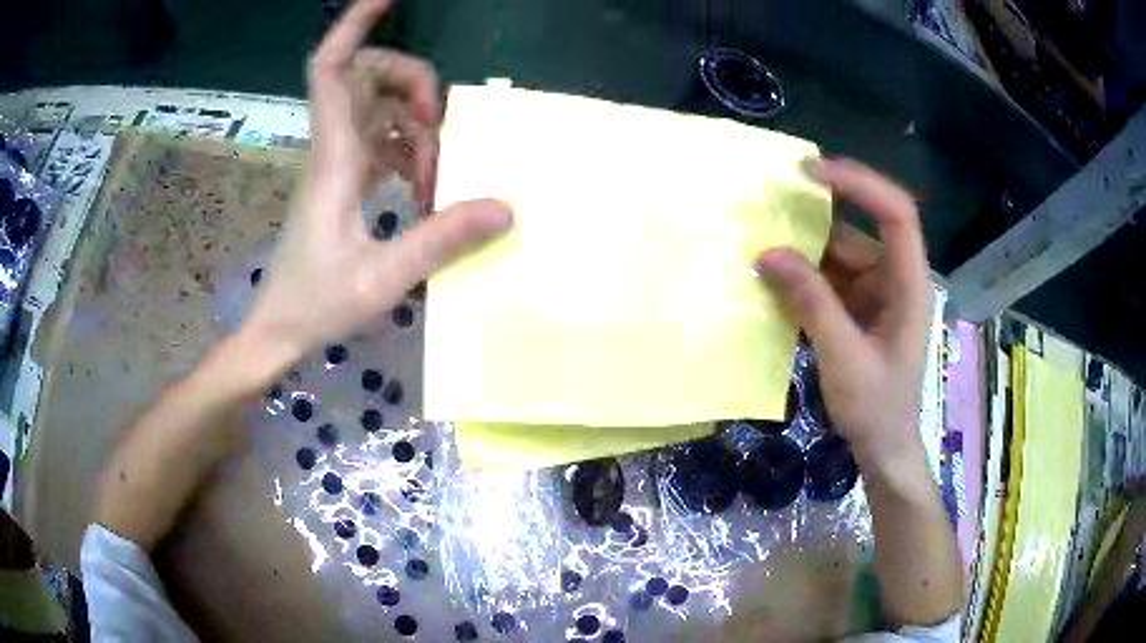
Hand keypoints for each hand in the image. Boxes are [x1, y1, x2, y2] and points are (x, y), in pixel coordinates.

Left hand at [243, 0, 511, 369]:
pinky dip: (406, 148)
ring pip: (373, 107)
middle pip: (362, 77)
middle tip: (438, 117)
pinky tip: (423, 183)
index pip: (331, 70)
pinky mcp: (341, 183)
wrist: (278, 330)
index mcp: (333, 159)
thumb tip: (504, 206)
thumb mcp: (382, 280)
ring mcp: (335, 165)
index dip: (353, 27)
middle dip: (407, 79)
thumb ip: (440, 241)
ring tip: (436, 174)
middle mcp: (332, 150)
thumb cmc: (316, 305)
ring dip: (412, 123)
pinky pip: (377, 140)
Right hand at [757, 158, 930, 471]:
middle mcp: (895, 278)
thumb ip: (811, 302)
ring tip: (758, 246)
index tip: (811, 173)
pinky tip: (771, 280)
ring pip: (838, 254)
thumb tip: (767, 254)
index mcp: (908, 284)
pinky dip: (801, 277)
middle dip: (815, 220)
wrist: (884, 448)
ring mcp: (876, 292)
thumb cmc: (876, 408)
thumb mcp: (843, 358)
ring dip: (802, 252)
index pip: (895, 213)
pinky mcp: (858, 308)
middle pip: (858, 230)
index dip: (859, 184)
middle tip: (766, 208)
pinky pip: (828, 279)